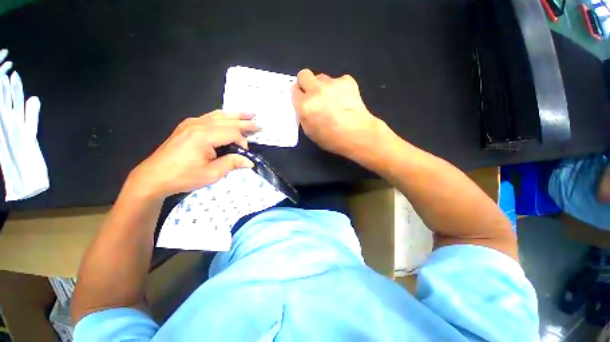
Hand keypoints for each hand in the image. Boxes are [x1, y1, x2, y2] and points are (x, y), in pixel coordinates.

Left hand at [127, 110, 258, 199]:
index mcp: (203, 136)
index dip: (242, 141)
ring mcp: (191, 123)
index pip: (232, 132)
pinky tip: (227, 116)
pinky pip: (209, 117)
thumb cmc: (183, 177)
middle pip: (227, 121)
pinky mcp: (187, 126)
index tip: (245, 153)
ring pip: (219, 116)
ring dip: (235, 115)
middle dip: (245, 123)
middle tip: (259, 124)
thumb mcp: (211, 174)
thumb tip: (249, 161)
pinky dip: (222, 116)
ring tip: (249, 114)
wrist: (154, 176)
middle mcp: (198, 125)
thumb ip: (232, 163)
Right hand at [292, 69, 386, 159]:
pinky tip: (344, 99)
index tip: (303, 99)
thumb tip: (304, 106)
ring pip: (321, 77)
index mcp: (305, 106)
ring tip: (332, 99)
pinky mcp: (347, 81)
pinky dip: (339, 87)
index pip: (294, 90)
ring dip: (323, 86)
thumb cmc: (332, 139)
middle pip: (304, 74)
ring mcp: (332, 84)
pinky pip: (338, 80)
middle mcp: (316, 91)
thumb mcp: (310, 132)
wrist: (358, 135)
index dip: (299, 94)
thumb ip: (303, 116)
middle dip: (306, 83)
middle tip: (313, 94)